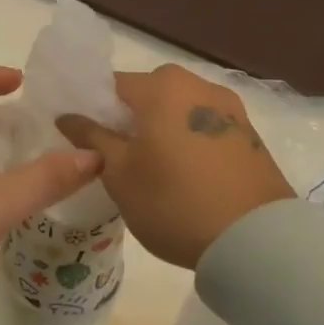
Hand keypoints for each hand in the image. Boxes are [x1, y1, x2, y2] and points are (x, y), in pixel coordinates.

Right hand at [57, 64, 294, 268]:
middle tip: (118, 155)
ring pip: (180, 110)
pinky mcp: (250, 135)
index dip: (94, 108)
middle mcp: (198, 85)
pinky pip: (206, 127)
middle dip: (131, 118)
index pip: (113, 84)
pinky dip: (190, 141)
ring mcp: (230, 109)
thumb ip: (92, 138)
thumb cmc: (174, 201)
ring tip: (154, 167)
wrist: (256, 240)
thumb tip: (68, 116)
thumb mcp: (120, 174)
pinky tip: (186, 174)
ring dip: (163, 129)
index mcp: (161, 87)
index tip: (85, 137)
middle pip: (150, 94)